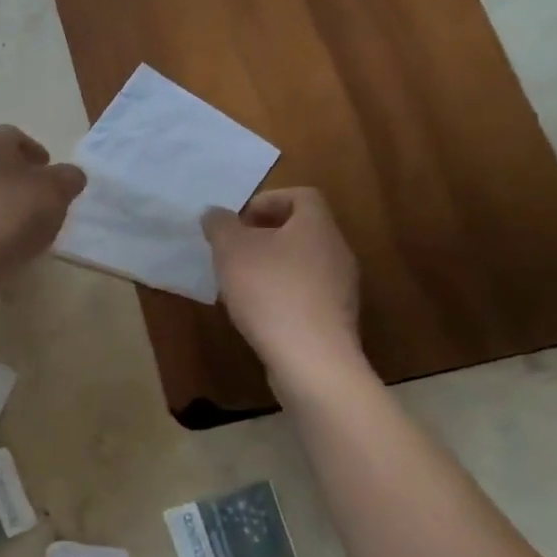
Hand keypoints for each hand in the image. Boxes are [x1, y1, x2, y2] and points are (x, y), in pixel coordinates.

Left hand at [0, 126, 86, 267]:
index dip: (35, 150)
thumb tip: (69, 175)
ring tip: (29, 226)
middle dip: (21, 178)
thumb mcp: (56, 190)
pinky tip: (8, 243)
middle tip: (43, 198)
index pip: (13, 135)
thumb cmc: (13, 211)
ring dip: (7, 203)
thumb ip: (69, 177)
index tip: (50, 171)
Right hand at [202, 188, 364, 380]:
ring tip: (240, 283)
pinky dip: (282, 294)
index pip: (302, 196)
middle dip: (265, 236)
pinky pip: (306, 294)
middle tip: (234, 249)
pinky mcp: (336, 320)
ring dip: (272, 266)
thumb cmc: (270, 290)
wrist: (311, 360)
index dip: (269, 200)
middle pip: (302, 230)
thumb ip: (220, 225)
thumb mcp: (231, 249)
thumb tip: (215, 214)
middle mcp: (336, 251)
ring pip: (303, 263)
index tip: (240, 220)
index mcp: (316, 226)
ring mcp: (341, 288)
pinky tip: (257, 313)